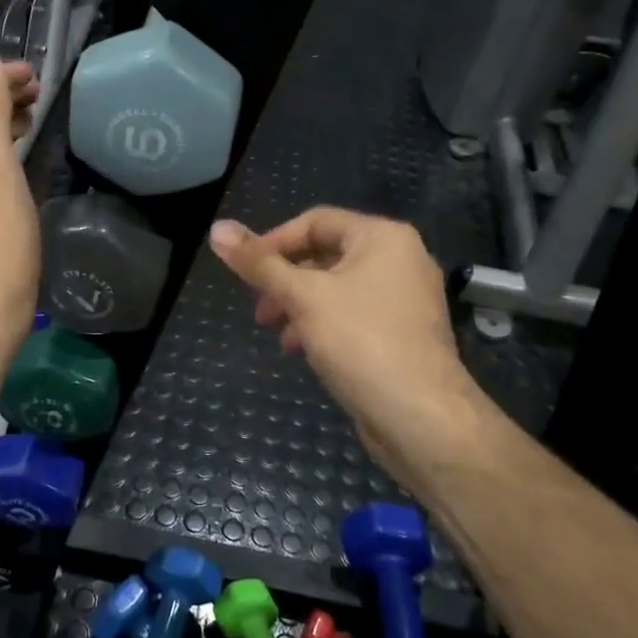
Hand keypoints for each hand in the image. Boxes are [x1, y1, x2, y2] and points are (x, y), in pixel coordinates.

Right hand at [208, 208, 482, 492]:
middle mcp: (400, 259)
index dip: (273, 241)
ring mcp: (405, 298)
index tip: (244, 270)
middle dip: (285, 280)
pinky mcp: (402, 333)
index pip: (315, 221)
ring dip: (299, 305)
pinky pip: (353, 315)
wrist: (421, 416)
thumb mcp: (302, 297)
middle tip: (259, 308)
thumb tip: (216, 228)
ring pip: (337, 289)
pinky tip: (301, 350)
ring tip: (275, 332)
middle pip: (326, 255)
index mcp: (383, 237)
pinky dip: (323, 324)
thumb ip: (259, 264)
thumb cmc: (361, 341)